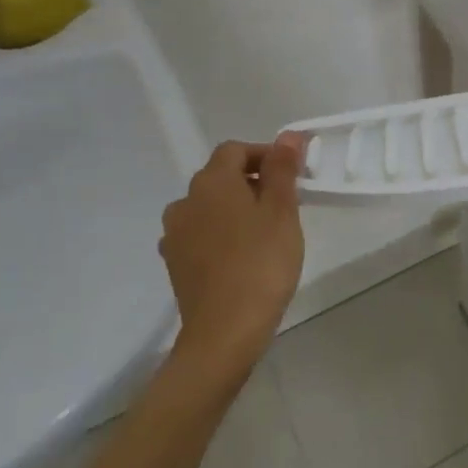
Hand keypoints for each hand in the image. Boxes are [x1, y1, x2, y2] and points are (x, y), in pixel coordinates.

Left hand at [159, 134, 305, 374]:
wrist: (224, 332)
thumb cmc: (261, 263)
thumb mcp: (282, 211)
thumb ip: (282, 169)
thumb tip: (288, 136)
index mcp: (211, 182)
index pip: (236, 150)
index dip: (265, 155)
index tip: (293, 175)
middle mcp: (185, 201)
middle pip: (220, 176)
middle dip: (253, 181)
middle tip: (286, 204)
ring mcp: (175, 234)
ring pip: (209, 206)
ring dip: (235, 208)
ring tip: (265, 230)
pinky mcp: (175, 263)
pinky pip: (200, 233)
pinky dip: (221, 233)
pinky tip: (242, 254)